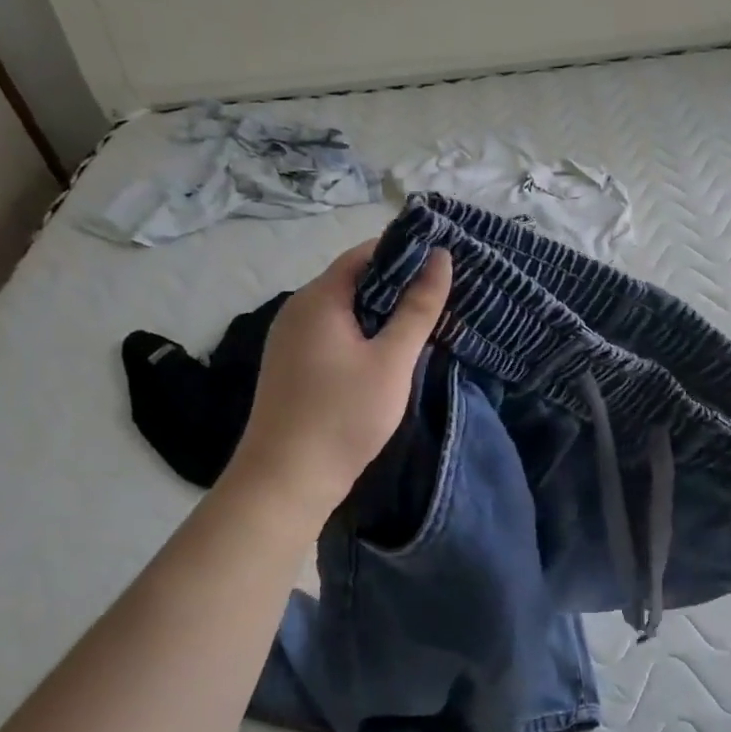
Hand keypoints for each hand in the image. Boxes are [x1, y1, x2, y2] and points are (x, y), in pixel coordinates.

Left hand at [225, 239, 450, 515]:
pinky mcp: (293, 365)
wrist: (286, 480)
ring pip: (345, 309)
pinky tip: (390, 350)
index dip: (406, 251)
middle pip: (354, 279)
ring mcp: (291, 339)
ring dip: (383, 310)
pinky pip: (334, 332)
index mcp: (319, 298)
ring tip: (426, 318)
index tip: (444, 259)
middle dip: (399, 282)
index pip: (365, 253)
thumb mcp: (392, 359)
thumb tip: (441, 257)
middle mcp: (298, 309)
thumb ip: (419, 307)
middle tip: (444, 291)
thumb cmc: (344, 414)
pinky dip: (365, 332)